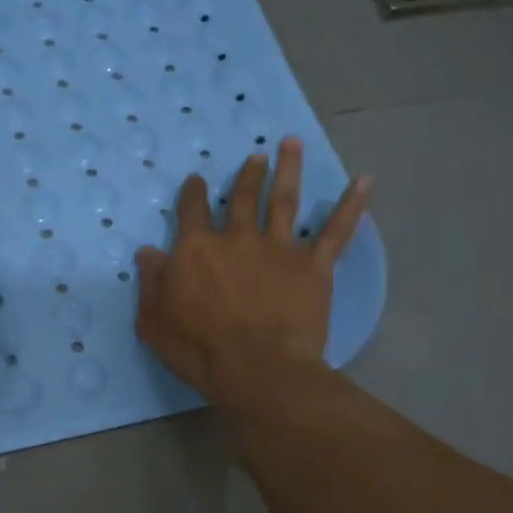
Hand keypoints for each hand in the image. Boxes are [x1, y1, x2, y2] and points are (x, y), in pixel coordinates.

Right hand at [135, 135, 368, 408]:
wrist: (257, 368)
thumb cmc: (198, 349)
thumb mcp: (154, 320)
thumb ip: (151, 282)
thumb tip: (147, 252)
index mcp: (196, 249)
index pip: (192, 211)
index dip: (193, 193)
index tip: (197, 180)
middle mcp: (237, 238)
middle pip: (242, 197)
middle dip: (248, 175)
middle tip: (257, 157)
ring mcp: (278, 248)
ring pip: (284, 200)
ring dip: (289, 170)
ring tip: (293, 144)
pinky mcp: (313, 266)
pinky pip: (337, 231)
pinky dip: (352, 205)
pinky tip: (365, 181)